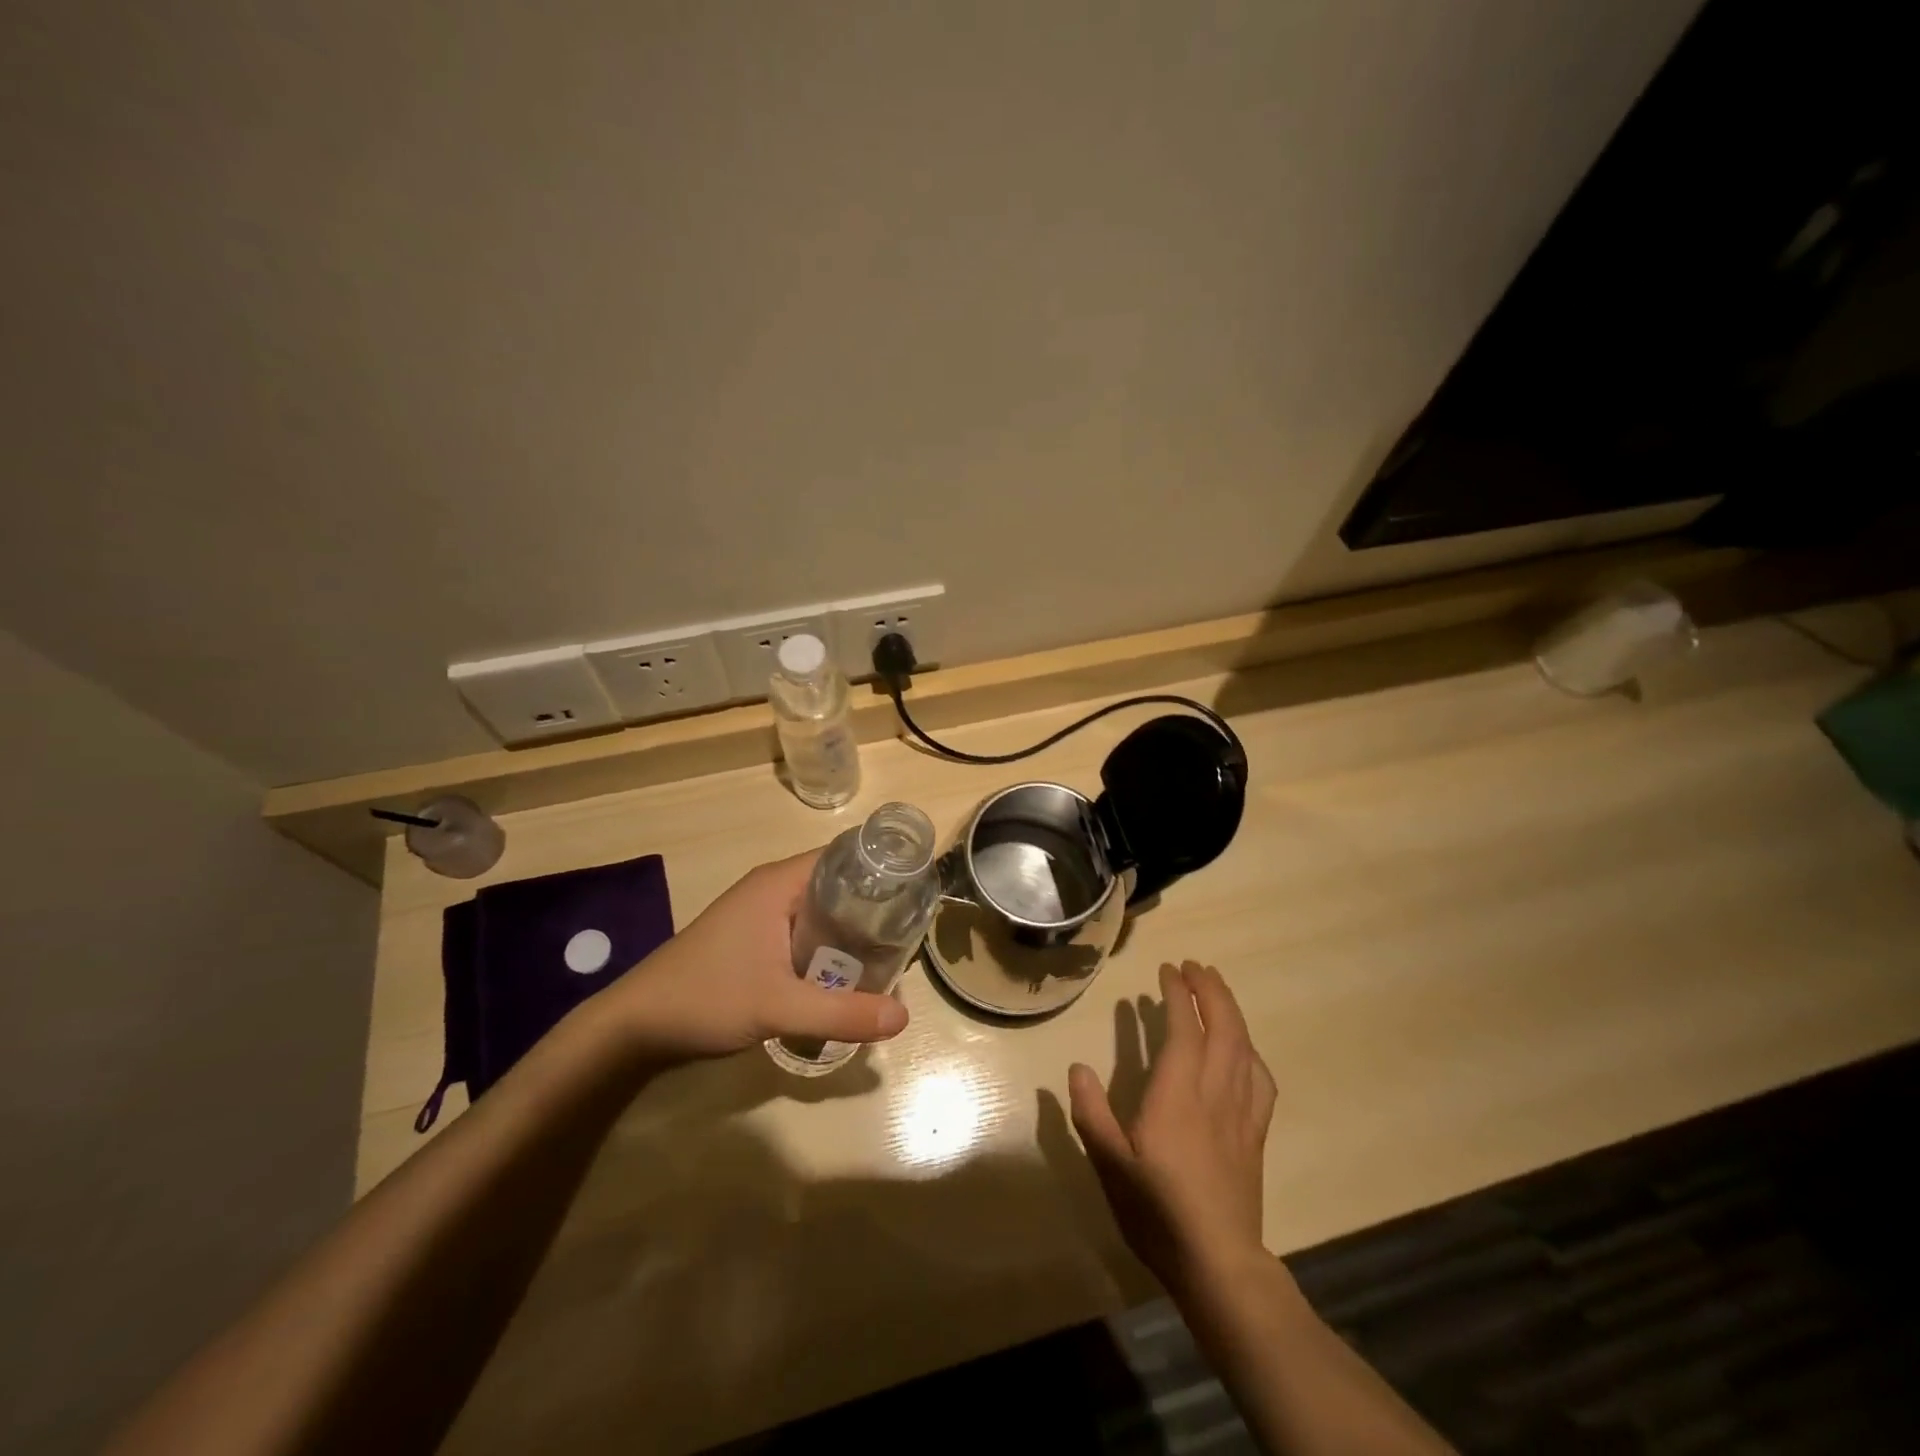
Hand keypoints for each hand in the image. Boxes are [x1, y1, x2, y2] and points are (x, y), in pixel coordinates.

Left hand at [605, 850, 909, 1060]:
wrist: (634, 1026)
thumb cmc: (706, 998)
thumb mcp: (779, 1007)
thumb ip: (842, 1013)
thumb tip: (904, 1017)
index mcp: (779, 883)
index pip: (845, 855)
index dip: (882, 869)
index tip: (916, 892)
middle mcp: (771, 888)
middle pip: (837, 884)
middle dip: (873, 906)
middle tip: (909, 933)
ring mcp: (759, 914)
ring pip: (820, 910)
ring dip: (850, 930)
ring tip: (888, 954)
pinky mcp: (751, 939)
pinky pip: (803, 930)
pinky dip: (827, 945)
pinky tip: (844, 974)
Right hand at [1069, 962, 1275, 1294]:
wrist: (1218, 1263)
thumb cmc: (1157, 1210)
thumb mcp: (1109, 1162)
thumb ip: (1091, 1112)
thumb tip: (1076, 1067)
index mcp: (1178, 1093)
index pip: (1183, 1028)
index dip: (1177, 994)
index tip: (1168, 970)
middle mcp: (1214, 1092)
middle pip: (1223, 1027)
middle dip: (1210, 990)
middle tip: (1194, 967)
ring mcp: (1240, 1112)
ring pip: (1244, 1047)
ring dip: (1231, 1011)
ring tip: (1217, 990)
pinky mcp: (1255, 1134)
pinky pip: (1260, 1080)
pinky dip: (1251, 1052)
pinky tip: (1244, 1050)